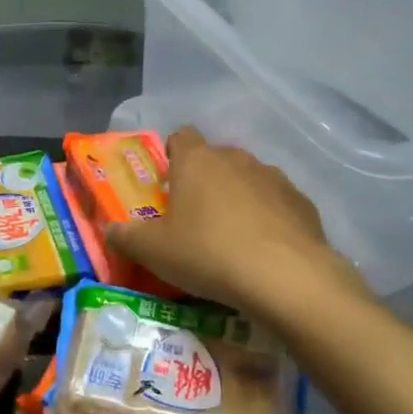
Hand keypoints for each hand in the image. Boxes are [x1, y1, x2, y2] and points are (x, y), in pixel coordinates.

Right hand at [106, 127, 356, 311]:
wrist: (286, 277)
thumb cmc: (207, 253)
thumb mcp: (153, 252)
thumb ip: (126, 237)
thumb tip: (110, 230)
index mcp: (197, 161)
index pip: (181, 136)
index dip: (172, 155)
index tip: (167, 185)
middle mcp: (236, 159)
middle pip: (214, 159)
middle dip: (204, 182)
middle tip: (193, 219)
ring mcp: (274, 178)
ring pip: (248, 180)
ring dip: (238, 199)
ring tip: (231, 238)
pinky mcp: (302, 202)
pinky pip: (277, 203)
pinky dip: (268, 219)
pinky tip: (263, 251)